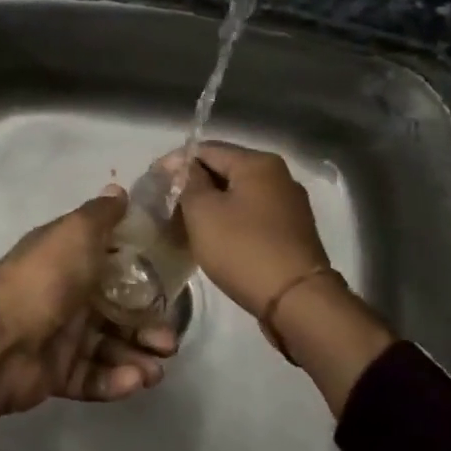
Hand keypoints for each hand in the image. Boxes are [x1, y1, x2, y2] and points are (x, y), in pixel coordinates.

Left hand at [0, 189, 179, 450]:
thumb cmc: (45, 279)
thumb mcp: (76, 233)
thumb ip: (102, 215)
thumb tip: (119, 191)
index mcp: (67, 259)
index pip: (111, 264)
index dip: (142, 274)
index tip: (170, 285)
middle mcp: (64, 295)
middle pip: (115, 311)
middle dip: (146, 325)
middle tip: (169, 341)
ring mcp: (59, 336)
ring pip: (107, 347)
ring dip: (136, 356)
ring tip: (156, 370)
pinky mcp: (55, 374)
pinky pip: (91, 378)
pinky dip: (114, 380)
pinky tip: (135, 381)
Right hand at [174, 143, 333, 341]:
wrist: (297, 301)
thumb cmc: (243, 249)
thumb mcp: (203, 212)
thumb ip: (188, 182)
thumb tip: (183, 168)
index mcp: (258, 163)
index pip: (206, 149)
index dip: (176, 163)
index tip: (154, 183)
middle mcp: (278, 176)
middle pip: (224, 170)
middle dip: (193, 184)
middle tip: (166, 205)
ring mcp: (288, 204)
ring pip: (237, 194)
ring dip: (211, 204)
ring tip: (184, 223)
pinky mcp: (291, 231)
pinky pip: (251, 214)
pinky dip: (229, 220)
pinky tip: (213, 237)